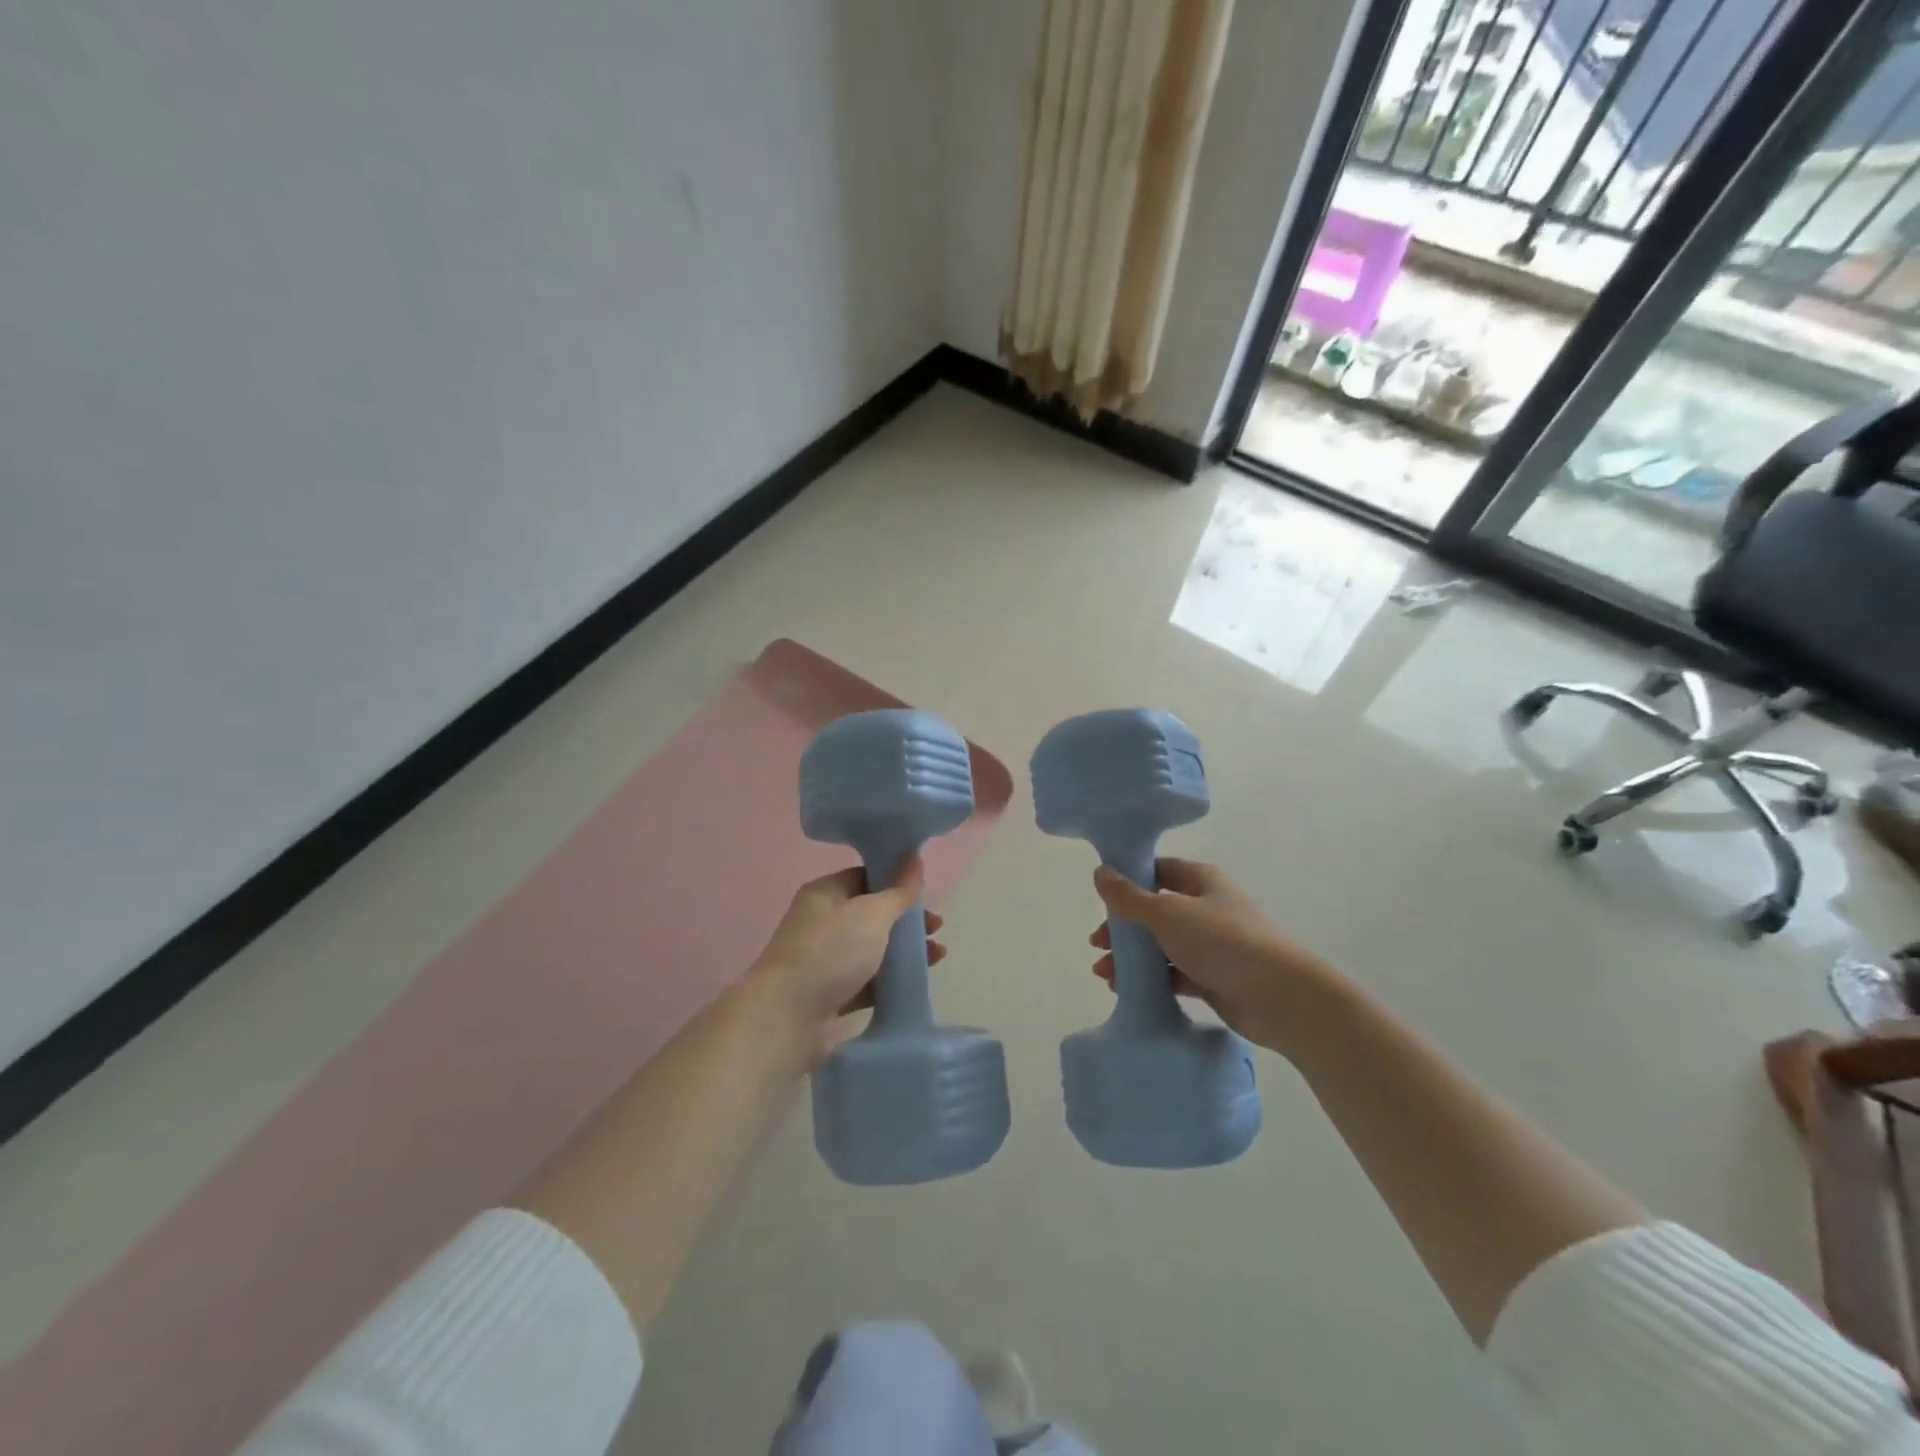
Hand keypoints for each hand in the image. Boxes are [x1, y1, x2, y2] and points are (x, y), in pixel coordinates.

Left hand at [743, 857, 944, 1070]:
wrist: (787, 1018)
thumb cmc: (830, 953)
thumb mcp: (872, 914)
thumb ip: (898, 890)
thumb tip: (913, 857)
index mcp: (825, 893)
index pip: (865, 877)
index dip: (896, 881)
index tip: (926, 892)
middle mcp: (822, 923)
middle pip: (872, 914)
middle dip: (906, 920)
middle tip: (936, 928)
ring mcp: (825, 961)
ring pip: (873, 949)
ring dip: (904, 951)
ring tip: (937, 956)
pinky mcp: (830, 995)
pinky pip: (868, 981)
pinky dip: (891, 980)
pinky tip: (916, 982)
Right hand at [1088, 858, 1337, 1054]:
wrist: (1279, 997)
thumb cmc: (1222, 941)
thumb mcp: (1167, 913)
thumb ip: (1129, 897)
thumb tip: (1100, 871)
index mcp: (1200, 881)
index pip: (1157, 871)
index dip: (1128, 881)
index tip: (1101, 898)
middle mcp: (1206, 907)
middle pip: (1155, 911)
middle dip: (1124, 927)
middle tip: (1097, 943)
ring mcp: (1211, 944)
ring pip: (1162, 945)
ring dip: (1132, 957)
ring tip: (1103, 973)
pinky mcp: (1214, 978)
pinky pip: (1174, 974)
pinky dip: (1151, 979)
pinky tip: (1126, 990)